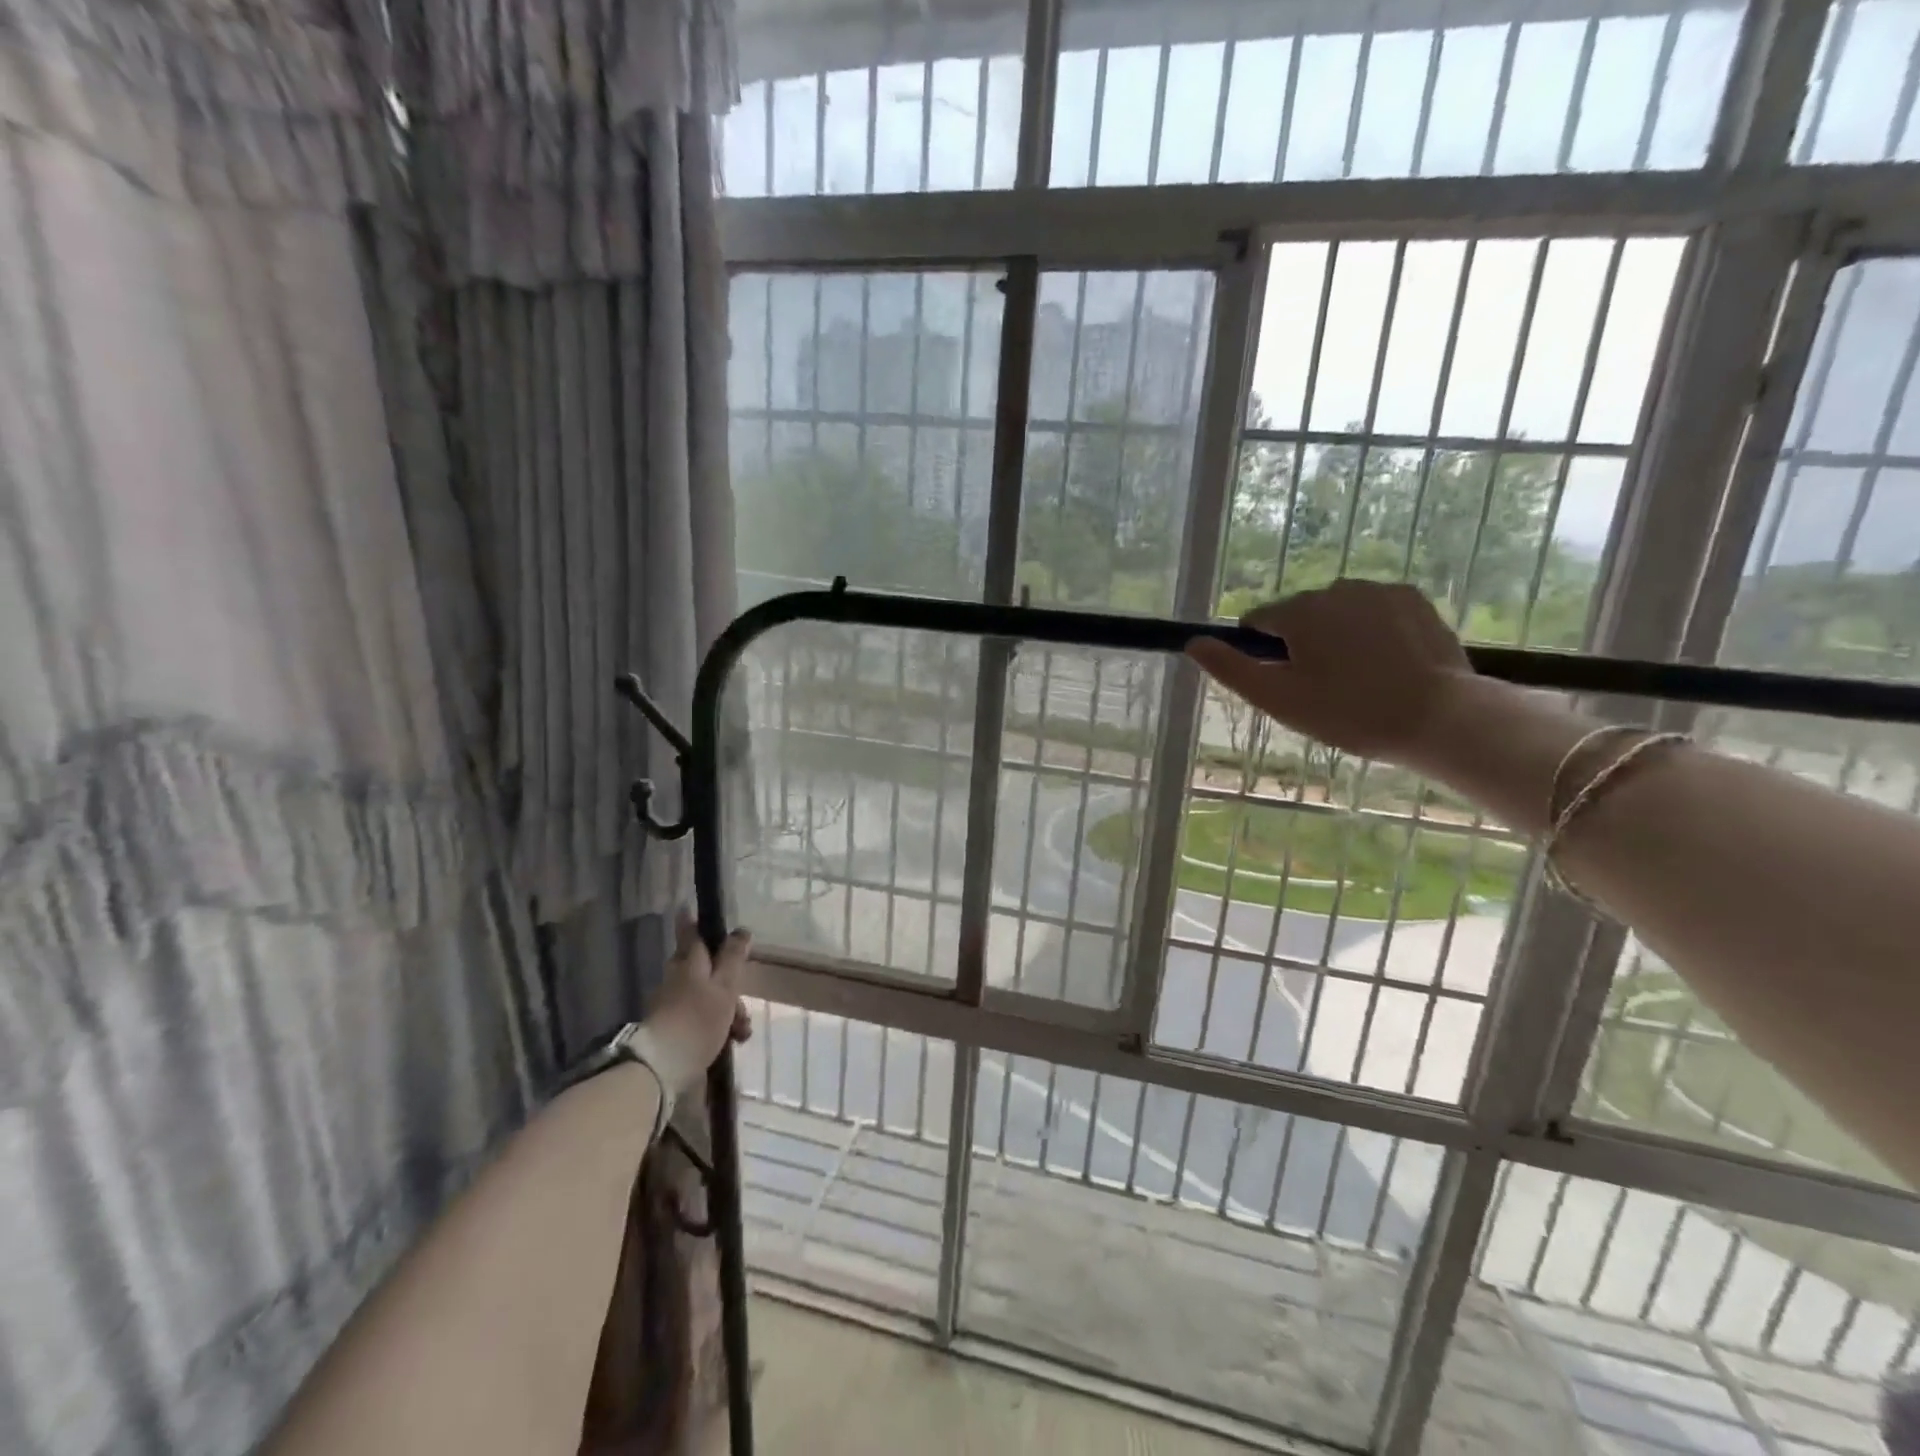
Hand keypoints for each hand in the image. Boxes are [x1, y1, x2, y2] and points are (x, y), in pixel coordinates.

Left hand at [642, 911, 752, 1094]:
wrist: (661, 1068)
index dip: (692, 922)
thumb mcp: (725, 986)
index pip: (690, 933)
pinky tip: (730, 1043)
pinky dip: (717, 1026)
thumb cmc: (698, 1019)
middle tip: (743, 998)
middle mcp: (677, 979)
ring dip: (728, 1009)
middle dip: (727, 980)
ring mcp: (671, 1005)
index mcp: (689, 963)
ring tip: (742, 1031)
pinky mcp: (672, 1030)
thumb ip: (733, 958)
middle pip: (703, 967)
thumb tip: (741, 930)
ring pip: (706, 996)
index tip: (688, 909)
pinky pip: (700, 1019)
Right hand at [1187, 580, 1476, 769]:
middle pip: (1299, 616)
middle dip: (1302, 644)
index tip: (1281, 684)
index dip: (1261, 654)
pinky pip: (1374, 610)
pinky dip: (1372, 630)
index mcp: (1298, 611)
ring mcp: (1379, 590)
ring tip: (1358, 679)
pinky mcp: (1413, 599)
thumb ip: (1230, 669)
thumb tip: (1193, 643)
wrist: (1439, 717)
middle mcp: (1335, 588)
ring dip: (1337, 636)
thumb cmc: (1348, 713)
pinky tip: (1386, 663)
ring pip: (1337, 612)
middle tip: (1322, 690)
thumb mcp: (1277, 699)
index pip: (1258, 623)